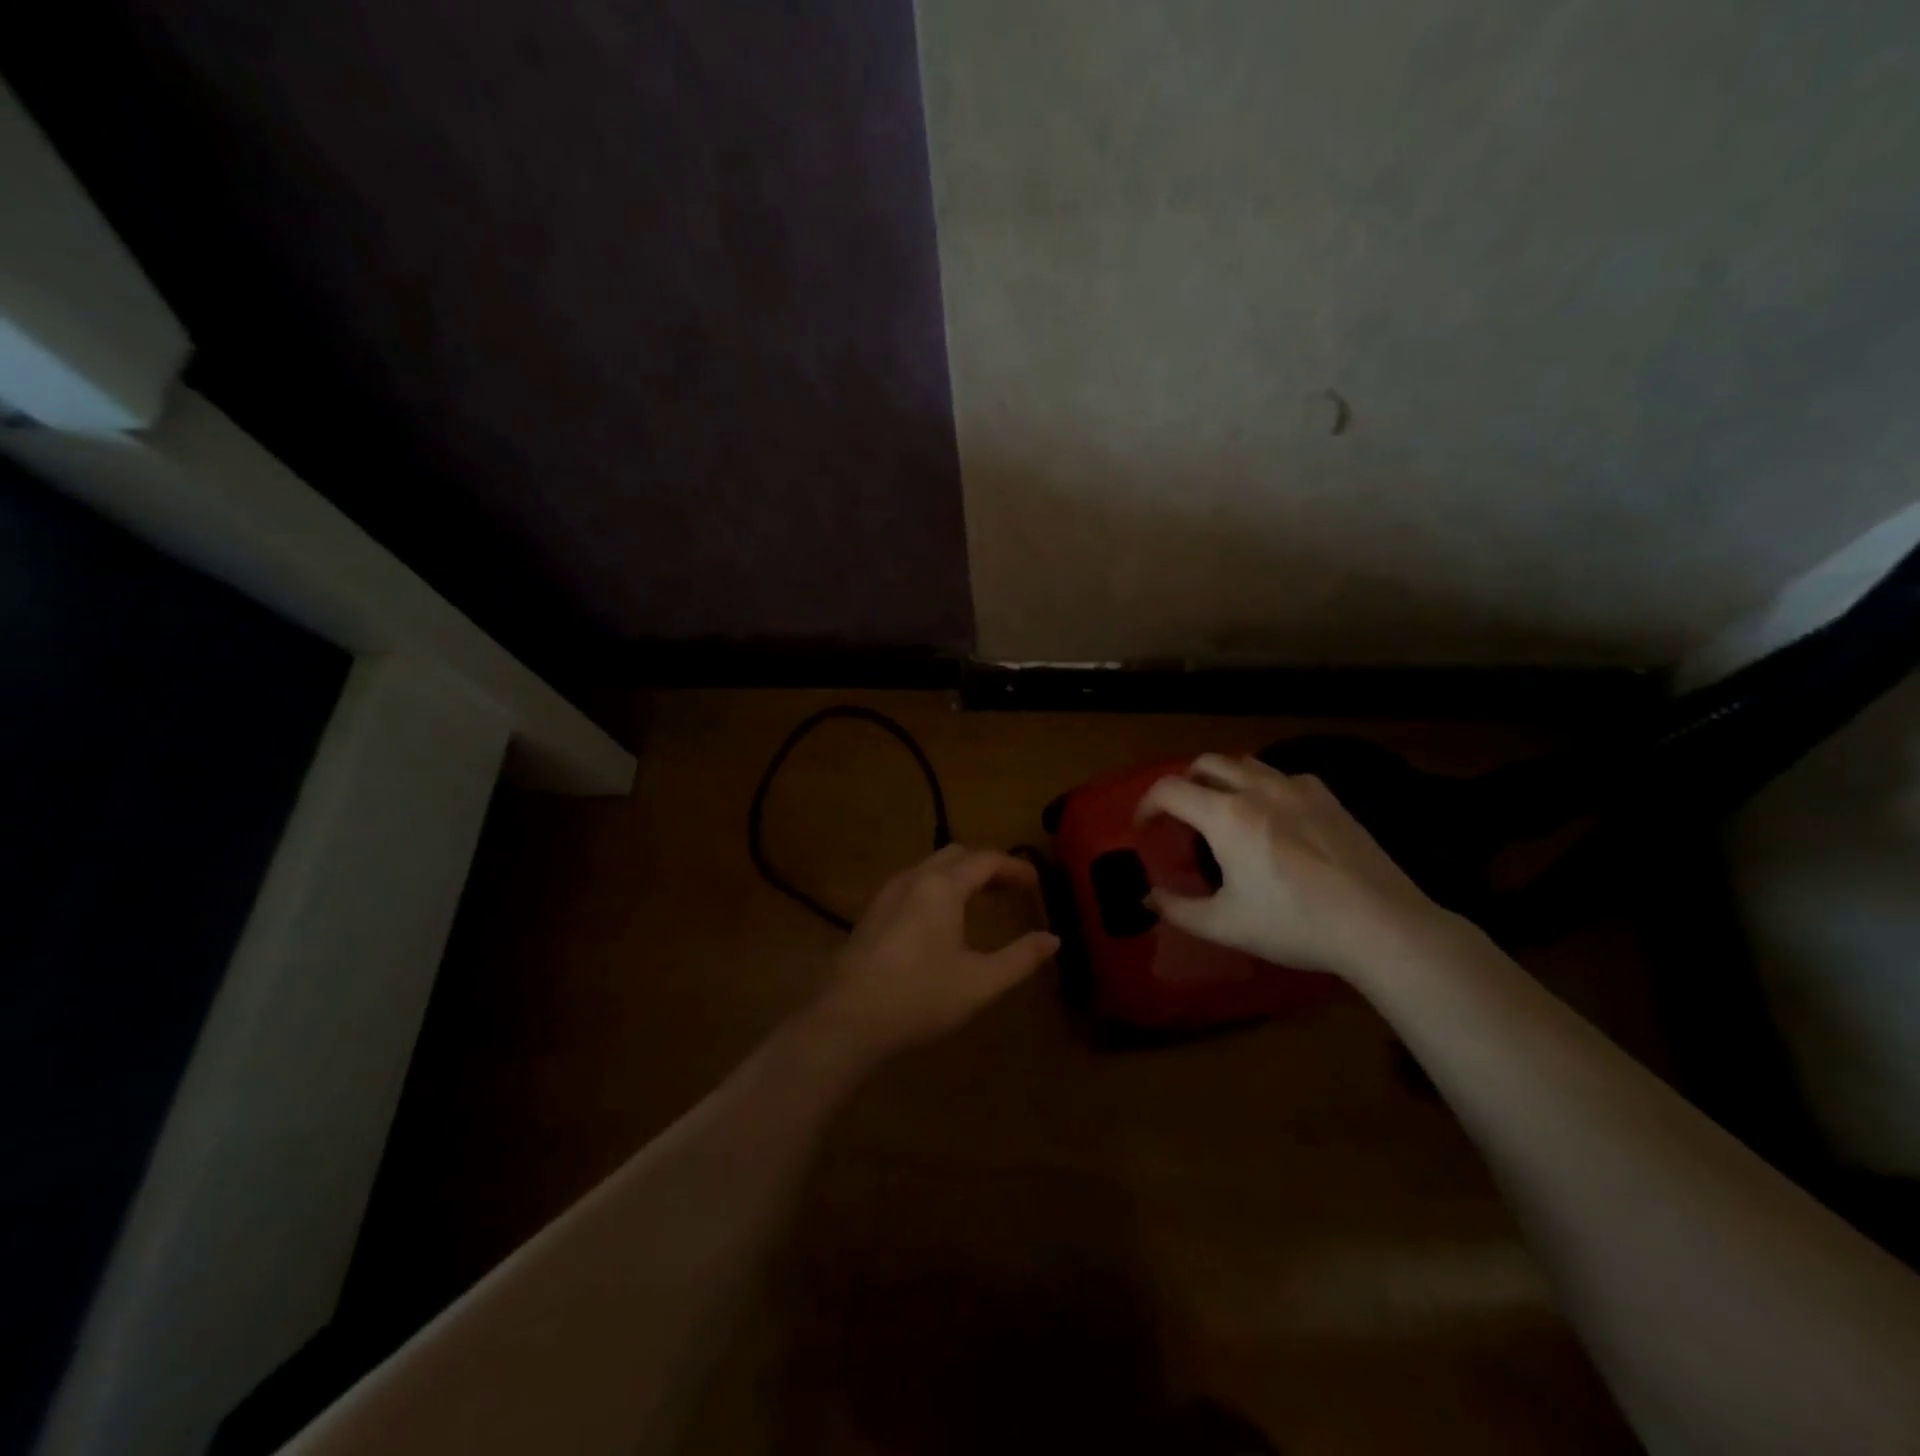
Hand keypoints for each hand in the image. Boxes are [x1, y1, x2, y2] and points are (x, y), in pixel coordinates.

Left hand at [814, 846, 1058, 1059]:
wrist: (848, 1020)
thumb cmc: (920, 997)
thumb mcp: (980, 982)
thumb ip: (1020, 958)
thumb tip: (1052, 939)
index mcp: (942, 887)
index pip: (986, 860)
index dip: (1015, 867)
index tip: (1037, 883)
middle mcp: (913, 879)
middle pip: (956, 855)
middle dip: (987, 867)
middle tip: (1011, 891)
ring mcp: (887, 894)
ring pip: (930, 868)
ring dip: (960, 877)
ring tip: (982, 904)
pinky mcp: (872, 914)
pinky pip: (912, 886)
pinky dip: (937, 890)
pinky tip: (942, 923)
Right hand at [1136, 754, 1446, 980]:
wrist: (1380, 925)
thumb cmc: (1295, 924)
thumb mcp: (1225, 925)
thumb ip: (1177, 909)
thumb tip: (1148, 898)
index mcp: (1226, 815)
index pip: (1169, 789)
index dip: (1146, 804)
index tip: (1143, 827)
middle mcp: (1257, 789)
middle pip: (1205, 764)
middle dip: (1182, 785)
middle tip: (1179, 817)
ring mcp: (1296, 788)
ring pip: (1244, 762)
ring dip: (1220, 779)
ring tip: (1220, 810)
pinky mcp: (1327, 797)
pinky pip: (1281, 776)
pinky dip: (1260, 786)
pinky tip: (1271, 816)